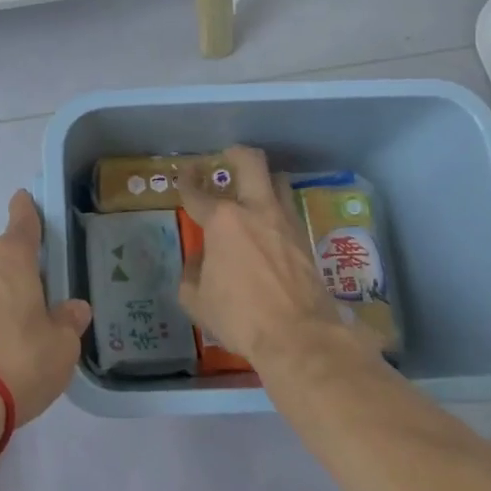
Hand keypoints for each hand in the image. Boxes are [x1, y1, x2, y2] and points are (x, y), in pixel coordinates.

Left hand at [0, 191, 93, 426]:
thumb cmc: (19, 360)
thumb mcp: (62, 345)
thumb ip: (69, 321)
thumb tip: (74, 308)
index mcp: (10, 258)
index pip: (22, 222)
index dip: (25, 209)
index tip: (23, 197)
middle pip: (2, 259)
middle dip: (18, 274)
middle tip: (39, 301)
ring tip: (19, 334)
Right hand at [176, 146, 356, 368]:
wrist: (300, 336)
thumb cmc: (240, 316)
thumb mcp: (197, 300)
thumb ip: (192, 274)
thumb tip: (200, 260)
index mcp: (222, 221)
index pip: (197, 193)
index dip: (187, 181)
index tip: (185, 173)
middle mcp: (255, 211)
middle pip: (251, 163)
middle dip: (237, 154)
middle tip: (229, 157)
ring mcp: (286, 222)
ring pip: (278, 182)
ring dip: (265, 180)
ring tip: (255, 191)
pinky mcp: (306, 240)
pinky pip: (289, 211)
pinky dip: (277, 211)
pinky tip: (270, 226)